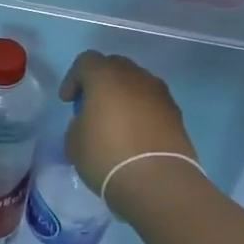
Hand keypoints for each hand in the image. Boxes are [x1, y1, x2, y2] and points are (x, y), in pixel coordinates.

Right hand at [60, 52, 199, 194]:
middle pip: (114, 66)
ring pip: (137, 83)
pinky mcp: (176, 114)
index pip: (86, 61)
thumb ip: (78, 122)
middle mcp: (135, 77)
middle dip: (100, 82)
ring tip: (116, 121)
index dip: (73, 79)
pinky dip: (141, 111)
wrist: (157, 181)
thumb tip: (90, 122)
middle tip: (92, 106)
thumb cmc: (106, 155)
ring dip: (124, 96)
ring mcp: (160, 94)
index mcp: (105, 76)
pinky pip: (152, 103)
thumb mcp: (74, 140)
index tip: (68, 102)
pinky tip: (135, 134)